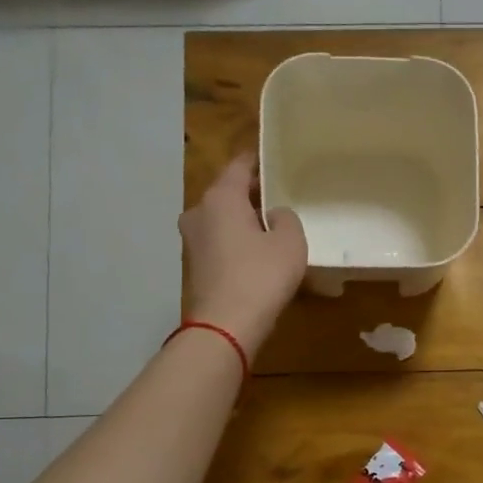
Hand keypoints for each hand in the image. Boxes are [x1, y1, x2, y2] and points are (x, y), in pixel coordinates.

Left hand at [179, 153, 307, 358]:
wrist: (225, 326)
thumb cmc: (261, 276)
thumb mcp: (290, 242)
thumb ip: (286, 218)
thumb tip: (274, 214)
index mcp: (221, 197)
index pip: (239, 166)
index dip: (257, 160)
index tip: (273, 157)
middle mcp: (199, 211)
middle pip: (227, 192)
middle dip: (251, 193)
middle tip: (279, 195)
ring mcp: (192, 240)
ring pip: (221, 218)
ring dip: (242, 219)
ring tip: (270, 226)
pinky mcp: (194, 265)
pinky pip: (219, 242)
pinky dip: (235, 241)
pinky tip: (256, 253)